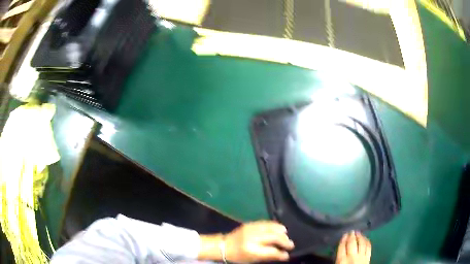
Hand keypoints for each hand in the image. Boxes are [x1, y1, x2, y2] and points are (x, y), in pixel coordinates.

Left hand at [224, 221, 294, 262]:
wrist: (224, 246)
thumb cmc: (239, 256)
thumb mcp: (253, 260)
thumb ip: (269, 256)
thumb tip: (284, 255)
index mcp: (251, 250)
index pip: (271, 251)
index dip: (281, 253)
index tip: (288, 254)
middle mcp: (252, 238)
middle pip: (274, 237)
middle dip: (285, 241)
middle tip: (291, 245)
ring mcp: (251, 229)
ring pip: (271, 228)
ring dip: (281, 232)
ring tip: (287, 236)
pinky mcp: (250, 223)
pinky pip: (266, 223)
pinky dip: (274, 226)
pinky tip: (280, 229)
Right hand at [335, 231, 370, 263]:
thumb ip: (339, 259)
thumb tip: (339, 251)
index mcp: (342, 260)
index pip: (342, 247)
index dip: (343, 239)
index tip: (344, 234)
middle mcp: (352, 257)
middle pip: (352, 243)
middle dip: (352, 236)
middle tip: (352, 231)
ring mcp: (362, 257)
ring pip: (362, 243)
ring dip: (360, 237)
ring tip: (359, 233)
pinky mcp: (368, 258)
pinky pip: (368, 247)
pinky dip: (367, 241)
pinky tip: (366, 239)